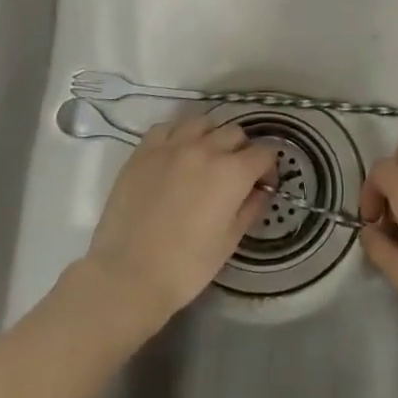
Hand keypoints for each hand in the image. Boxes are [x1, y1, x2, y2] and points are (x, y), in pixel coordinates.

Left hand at [80, 115, 277, 329]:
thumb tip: (260, 191)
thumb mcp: (230, 240)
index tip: (262, 186)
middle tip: (235, 175)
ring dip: (211, 136)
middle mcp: (205, 149)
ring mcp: (171, 146)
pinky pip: (168, 127)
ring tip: (205, 158)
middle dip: (242, 151)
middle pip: (235, 133)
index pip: (265, 152)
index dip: (269, 168)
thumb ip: (250, 208)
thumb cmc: (187, 265)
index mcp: (233, 172)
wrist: (129, 275)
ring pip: (202, 123)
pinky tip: (176, 154)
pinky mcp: (143, 151)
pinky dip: (179, 135)